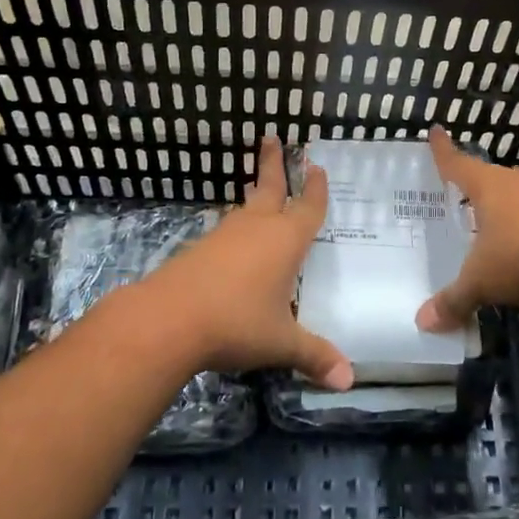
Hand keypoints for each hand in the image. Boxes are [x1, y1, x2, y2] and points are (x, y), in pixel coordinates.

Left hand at [146, 135, 351, 390]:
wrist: (169, 319)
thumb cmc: (237, 323)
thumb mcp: (281, 343)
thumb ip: (315, 356)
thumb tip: (349, 380)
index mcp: (286, 241)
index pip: (307, 208)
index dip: (315, 190)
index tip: (317, 167)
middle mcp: (257, 228)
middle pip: (269, 187)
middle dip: (274, 164)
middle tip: (272, 138)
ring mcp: (225, 235)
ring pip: (245, 207)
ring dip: (253, 193)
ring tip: (256, 185)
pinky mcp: (199, 248)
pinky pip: (225, 229)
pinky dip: (235, 225)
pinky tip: (232, 238)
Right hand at [416, 126, 518, 334]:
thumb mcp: (481, 282)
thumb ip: (454, 300)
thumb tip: (423, 322)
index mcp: (487, 187)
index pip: (457, 163)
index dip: (443, 151)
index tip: (435, 131)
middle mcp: (516, 184)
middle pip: (490, 176)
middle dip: (476, 183)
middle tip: (461, 191)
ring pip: (518, 194)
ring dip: (506, 205)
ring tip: (492, 220)